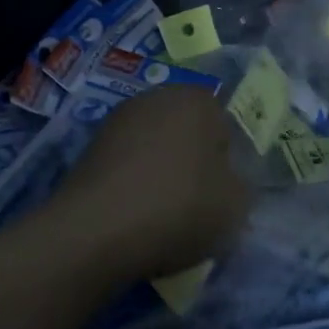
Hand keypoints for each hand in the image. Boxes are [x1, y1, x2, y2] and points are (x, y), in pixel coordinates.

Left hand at [52, 84, 250, 283]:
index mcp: (198, 99)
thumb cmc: (180, 207)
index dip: (227, 164)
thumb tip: (225, 182)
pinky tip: (135, 218)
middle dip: (193, 164)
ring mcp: (118, 121)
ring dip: (161, 176)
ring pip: (155, 151)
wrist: (97, 231)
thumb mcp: (236, 204)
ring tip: (164, 218)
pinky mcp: (89, 149)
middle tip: (197, 206)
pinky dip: (134, 187)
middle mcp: (156, 97)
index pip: (225, 128)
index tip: (222, 196)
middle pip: (187, 135)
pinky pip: (127, 168)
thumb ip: (239, 186)